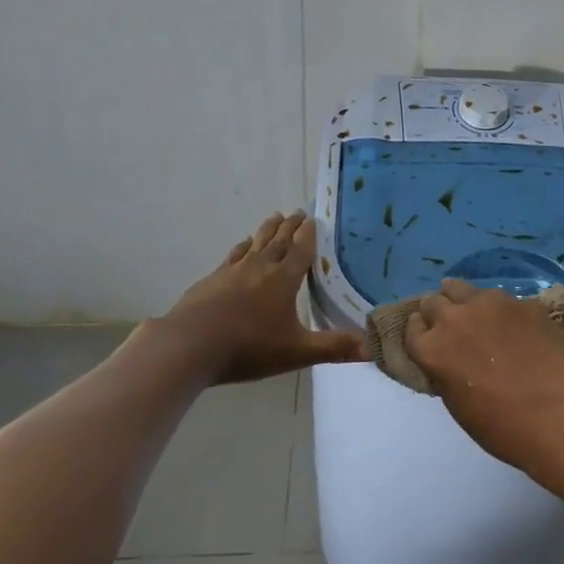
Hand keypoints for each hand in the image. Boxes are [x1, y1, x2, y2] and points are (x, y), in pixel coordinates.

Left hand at [151, 212, 364, 383]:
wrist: (189, 345)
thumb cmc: (249, 347)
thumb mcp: (297, 351)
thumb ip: (335, 347)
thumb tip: (374, 347)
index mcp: (283, 279)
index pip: (301, 250)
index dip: (309, 235)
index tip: (314, 218)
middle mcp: (260, 267)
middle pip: (278, 240)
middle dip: (290, 226)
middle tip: (297, 212)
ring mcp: (232, 271)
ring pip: (255, 243)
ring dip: (267, 230)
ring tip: (274, 218)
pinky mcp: (211, 280)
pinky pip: (233, 256)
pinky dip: (242, 247)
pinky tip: (241, 248)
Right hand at [404, 279, 563, 474]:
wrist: (557, 416)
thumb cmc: (501, 426)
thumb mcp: (456, 404)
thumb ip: (444, 371)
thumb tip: (449, 359)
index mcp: (432, 348)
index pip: (411, 327)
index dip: (421, 332)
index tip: (430, 338)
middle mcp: (454, 318)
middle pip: (433, 301)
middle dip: (438, 312)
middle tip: (454, 329)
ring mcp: (490, 304)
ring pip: (464, 289)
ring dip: (466, 302)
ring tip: (480, 317)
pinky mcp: (522, 302)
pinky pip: (503, 300)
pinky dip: (503, 311)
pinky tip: (518, 328)